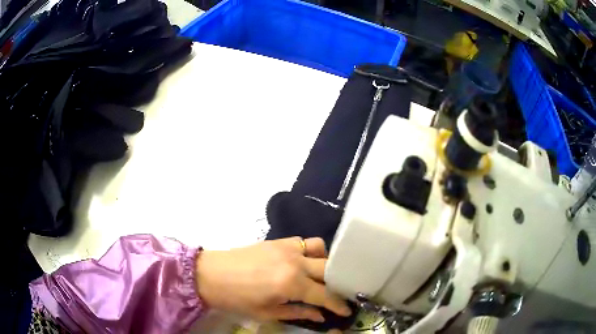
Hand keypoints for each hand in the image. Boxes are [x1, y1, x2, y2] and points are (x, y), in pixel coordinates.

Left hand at [195, 237, 350, 322]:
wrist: (211, 274)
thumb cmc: (238, 299)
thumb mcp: (268, 313)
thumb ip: (298, 313)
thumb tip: (321, 316)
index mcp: (292, 284)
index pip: (326, 295)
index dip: (339, 304)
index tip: (348, 309)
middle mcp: (295, 262)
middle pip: (329, 268)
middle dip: (338, 282)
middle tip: (338, 292)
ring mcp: (287, 247)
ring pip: (320, 248)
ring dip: (325, 262)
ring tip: (320, 275)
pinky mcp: (278, 240)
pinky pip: (304, 241)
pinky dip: (310, 251)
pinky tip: (303, 262)